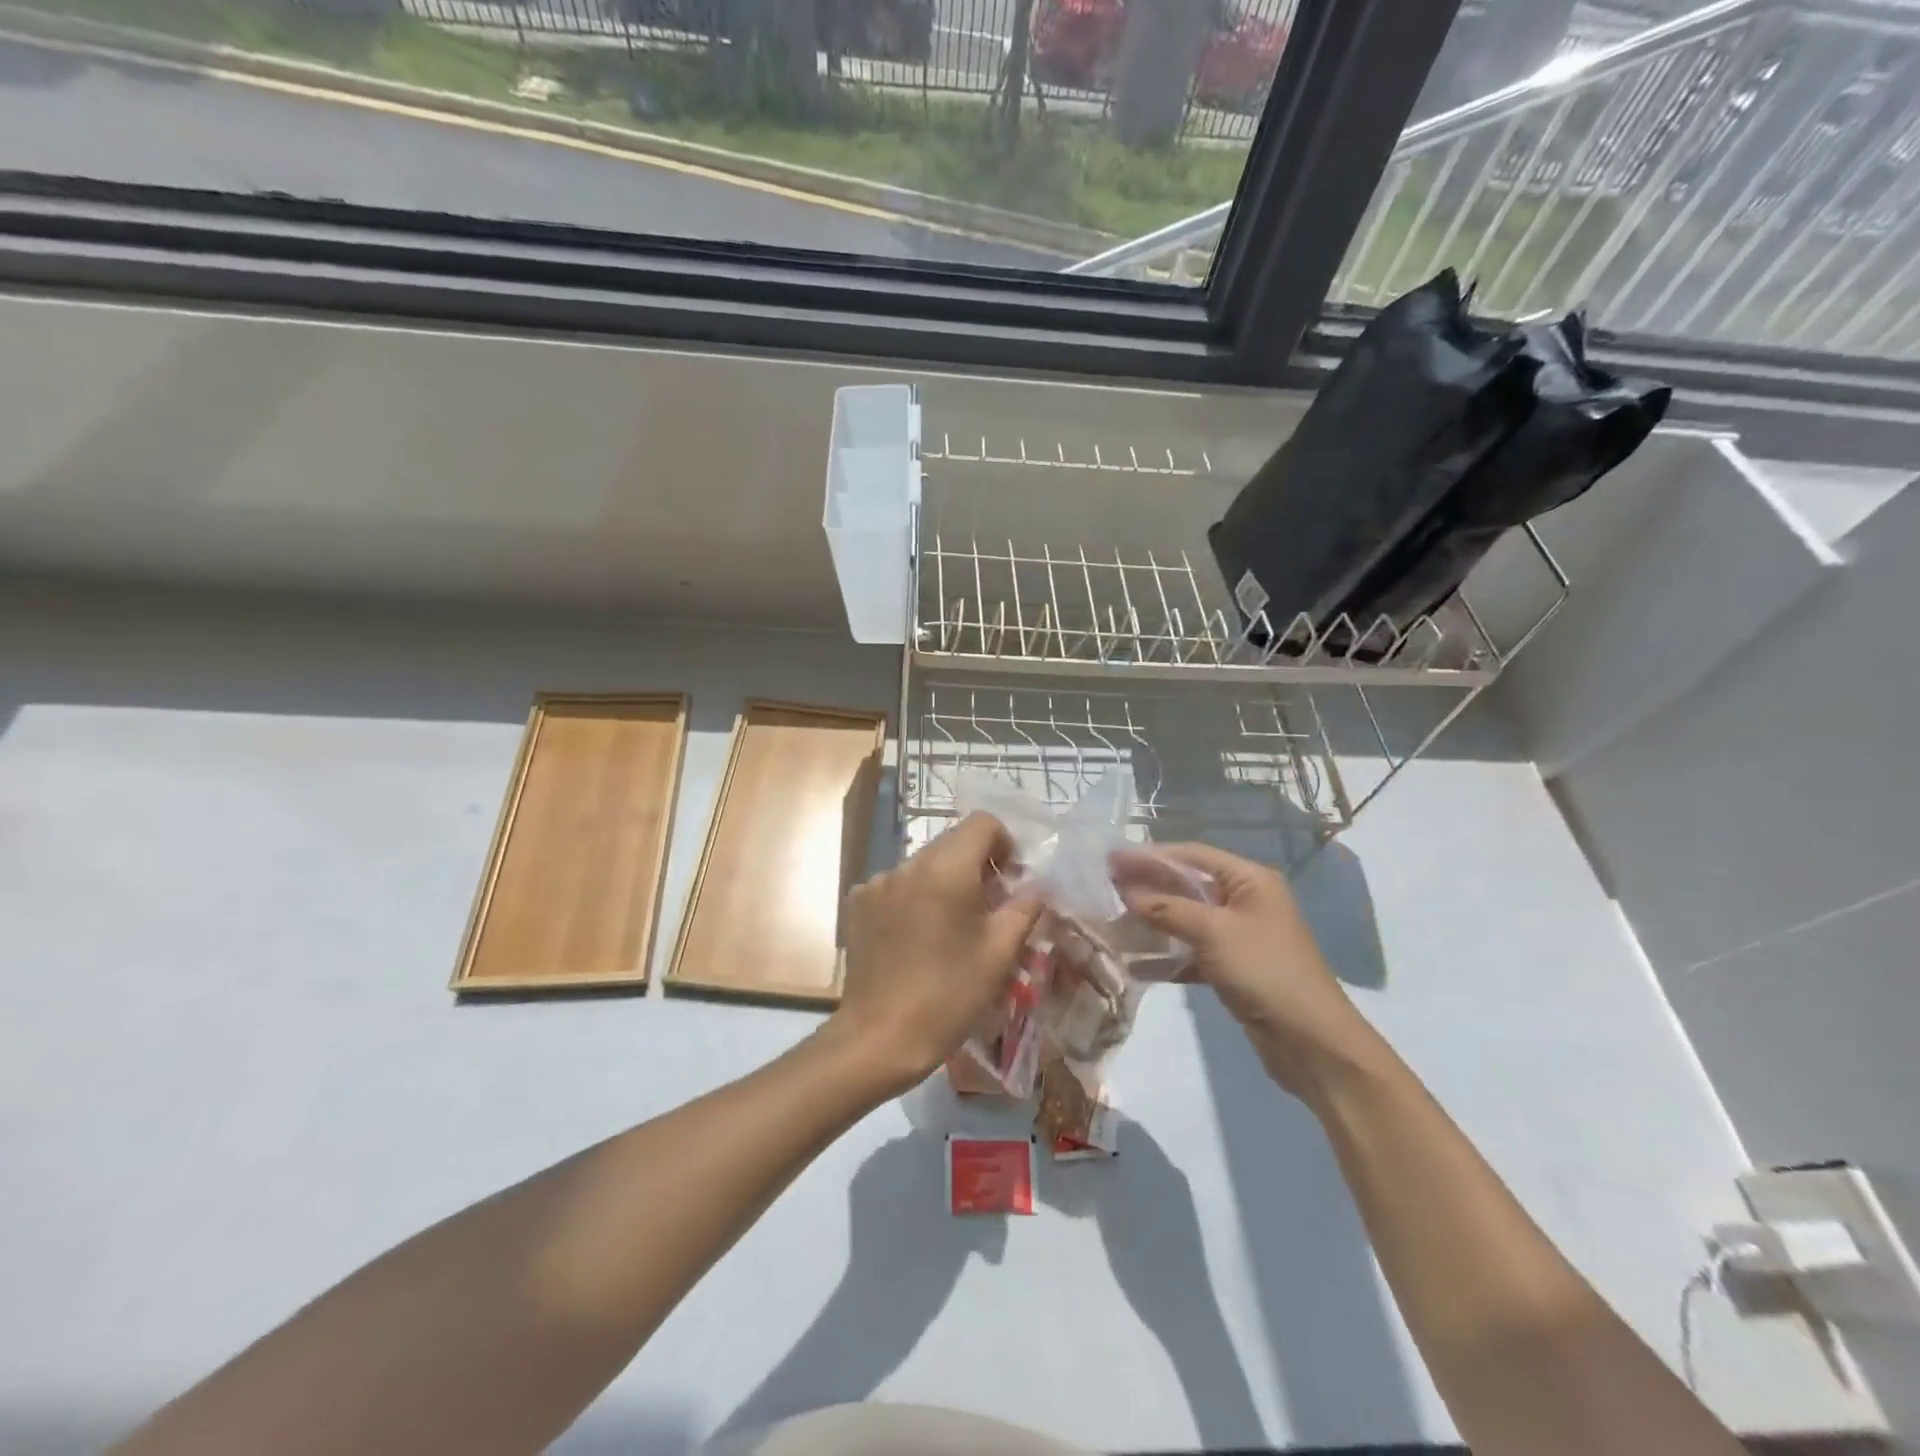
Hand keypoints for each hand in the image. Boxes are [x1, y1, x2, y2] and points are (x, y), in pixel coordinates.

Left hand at [827, 813, 1043, 1094]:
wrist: (880, 1037)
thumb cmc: (949, 995)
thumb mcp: (1000, 953)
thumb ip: (1025, 908)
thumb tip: (1038, 885)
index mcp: (945, 869)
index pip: (982, 823)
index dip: (1005, 843)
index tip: (1011, 881)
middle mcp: (907, 864)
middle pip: (952, 842)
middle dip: (977, 866)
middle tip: (989, 909)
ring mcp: (877, 883)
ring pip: (924, 865)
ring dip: (945, 883)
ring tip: (952, 929)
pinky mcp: (858, 904)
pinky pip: (897, 885)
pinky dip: (915, 898)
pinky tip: (917, 939)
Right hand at [1118, 842, 1383, 1100]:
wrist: (1312, 1043)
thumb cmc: (1265, 971)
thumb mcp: (1213, 932)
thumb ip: (1167, 908)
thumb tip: (1126, 892)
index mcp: (1249, 880)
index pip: (1191, 855)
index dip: (1149, 855)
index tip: (1110, 858)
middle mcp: (1245, 900)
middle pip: (1187, 884)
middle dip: (1147, 886)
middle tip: (1105, 886)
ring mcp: (1239, 935)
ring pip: (1186, 919)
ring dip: (1153, 920)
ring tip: (1113, 922)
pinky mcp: (1233, 968)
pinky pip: (1191, 951)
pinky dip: (1166, 955)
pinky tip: (1135, 963)